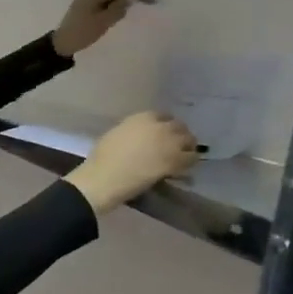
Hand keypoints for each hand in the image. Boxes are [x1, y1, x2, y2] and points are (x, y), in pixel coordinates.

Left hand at [51, 0, 152, 58]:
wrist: (60, 45)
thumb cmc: (82, 33)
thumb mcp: (103, 21)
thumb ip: (120, 7)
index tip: (153, 2)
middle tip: (143, 9)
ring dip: (120, 4)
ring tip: (126, 15)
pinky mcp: (84, 5)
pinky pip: (103, 2)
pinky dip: (111, 8)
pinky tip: (115, 16)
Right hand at [64, 111, 198, 212]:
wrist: (105, 177)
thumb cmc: (102, 158)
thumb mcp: (116, 134)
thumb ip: (133, 131)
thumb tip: (142, 137)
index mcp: (142, 117)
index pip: (163, 116)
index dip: (164, 125)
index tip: (161, 135)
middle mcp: (160, 126)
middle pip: (179, 127)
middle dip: (178, 135)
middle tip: (173, 147)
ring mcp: (170, 142)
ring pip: (189, 141)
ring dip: (186, 148)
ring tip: (180, 157)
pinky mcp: (176, 160)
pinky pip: (191, 158)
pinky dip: (188, 162)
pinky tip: (181, 169)